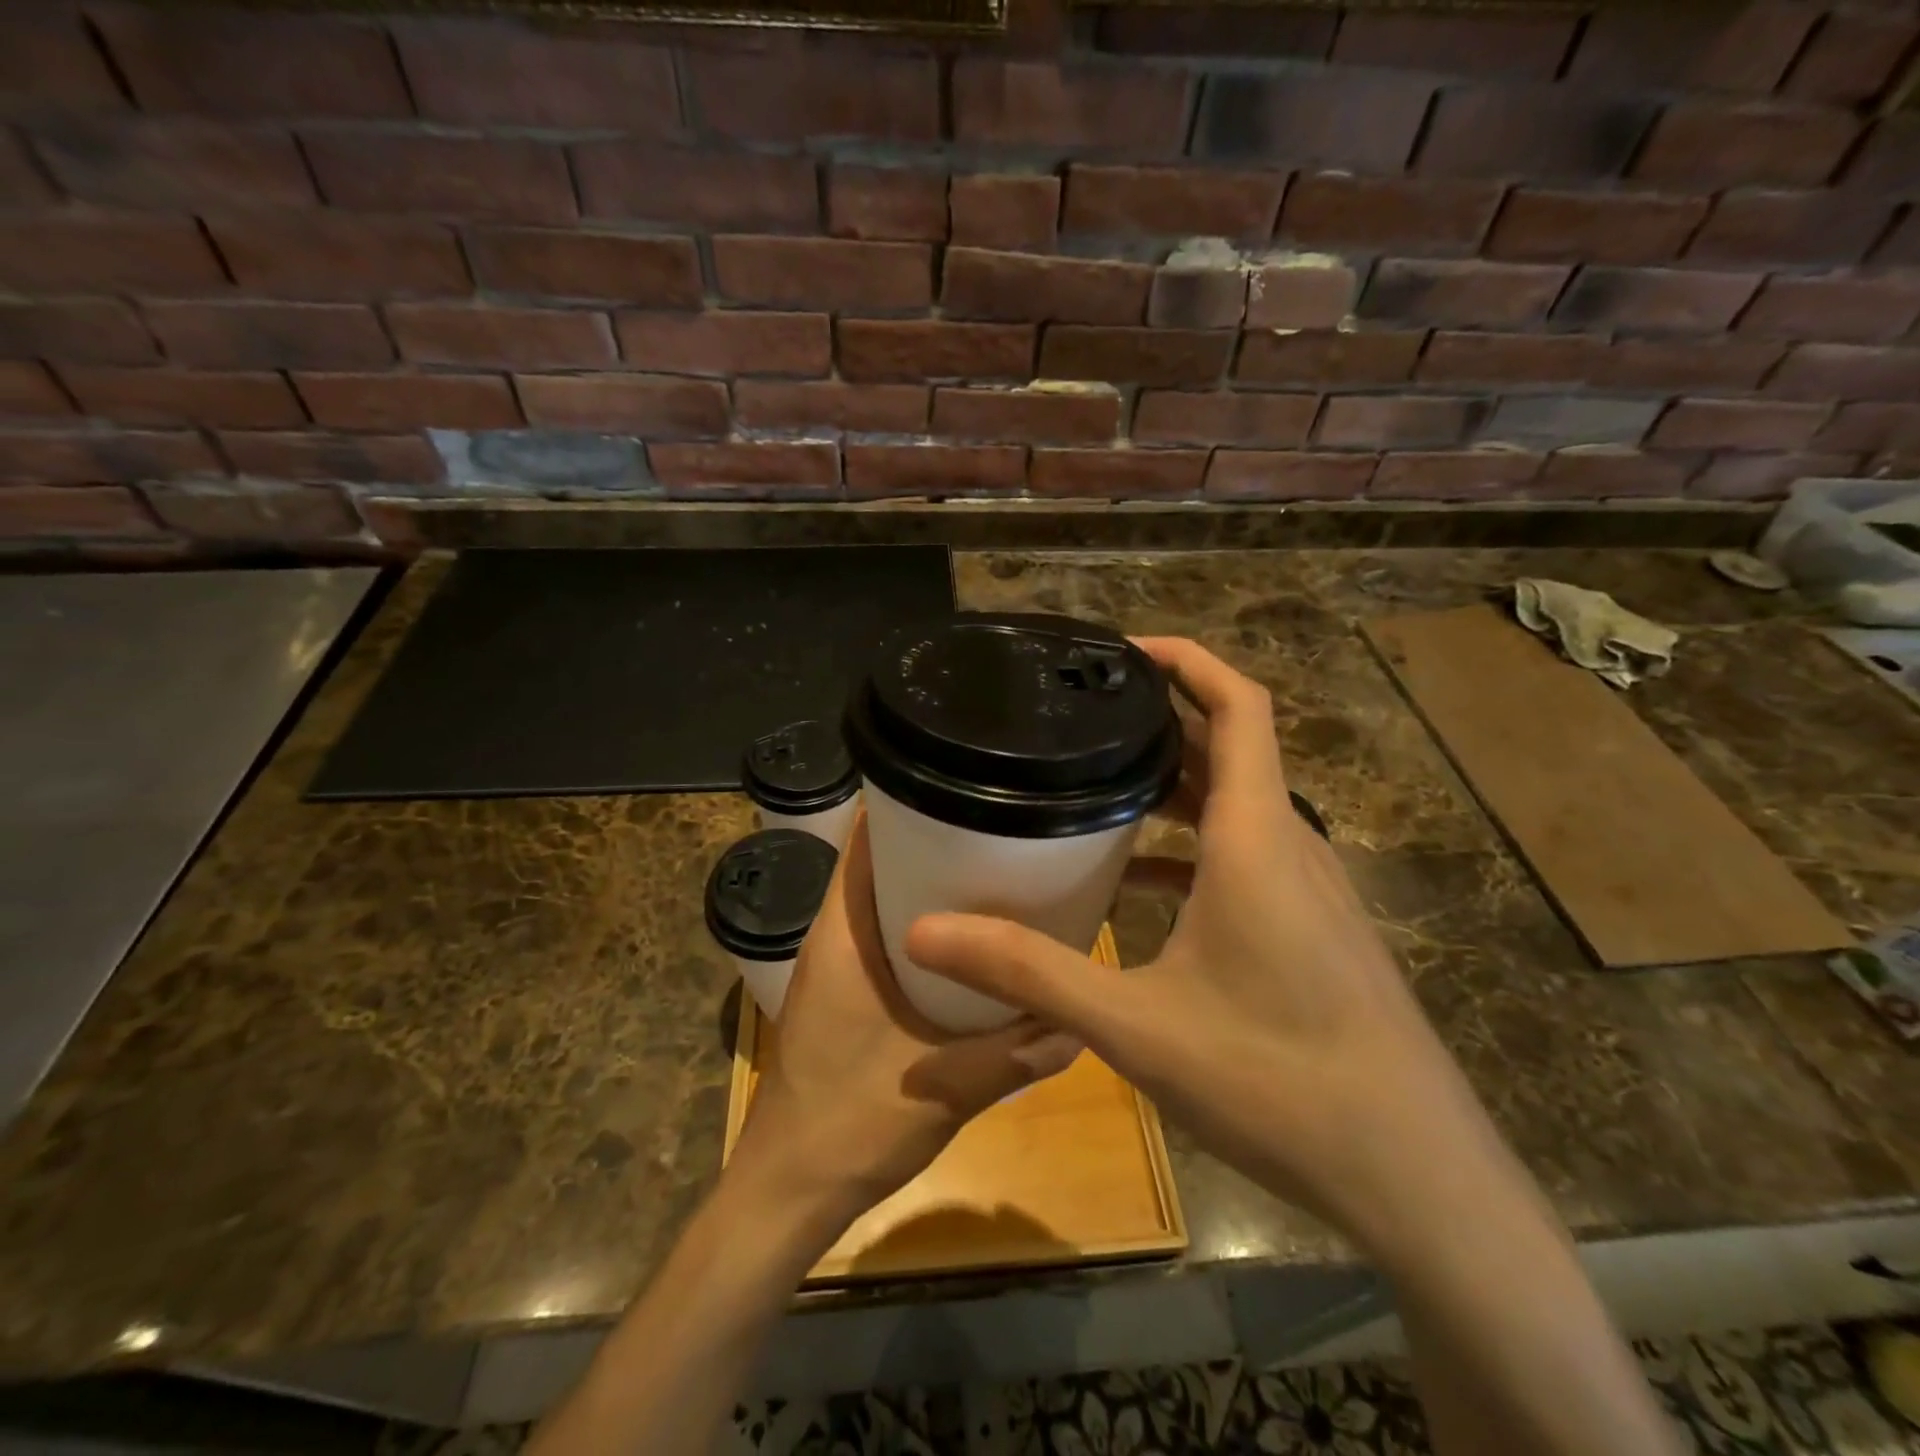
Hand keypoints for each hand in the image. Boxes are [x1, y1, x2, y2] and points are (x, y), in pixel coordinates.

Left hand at [732, 815, 1081, 1231]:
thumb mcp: (946, 1088)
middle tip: (1001, 831)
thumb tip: (1080, 1021)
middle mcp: (833, 935)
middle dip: (934, 840)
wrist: (789, 1191)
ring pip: (882, 897)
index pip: (864, 839)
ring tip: (996, 873)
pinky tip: (971, 942)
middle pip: (879, 860)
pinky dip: (922, 923)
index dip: (908, 802)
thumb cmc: (851, 1125)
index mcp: (843, 934)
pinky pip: (884, 933)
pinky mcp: (843, 991)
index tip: (966, 788)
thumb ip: (1015, 1053)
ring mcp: (835, 964)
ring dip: (928, 883)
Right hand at [905, 637, 1503, 1253]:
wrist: (1416, 1179)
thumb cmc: (1280, 1081)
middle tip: (1081, 716)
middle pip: (1230, 748)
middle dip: (1161, 719)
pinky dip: (1193, 848)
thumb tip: (927, 932)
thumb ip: (1029, 972)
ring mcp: (1310, 890)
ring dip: (1175, 784)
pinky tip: (1139, 885)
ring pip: (1238, 805)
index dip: (1187, 659)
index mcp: (1256, 838)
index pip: (1239, 706)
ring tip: (1096, 784)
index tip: (1122, 649)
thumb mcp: (1136, 1026)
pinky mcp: (1314, 930)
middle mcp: (1289, 846)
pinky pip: (1246, 858)